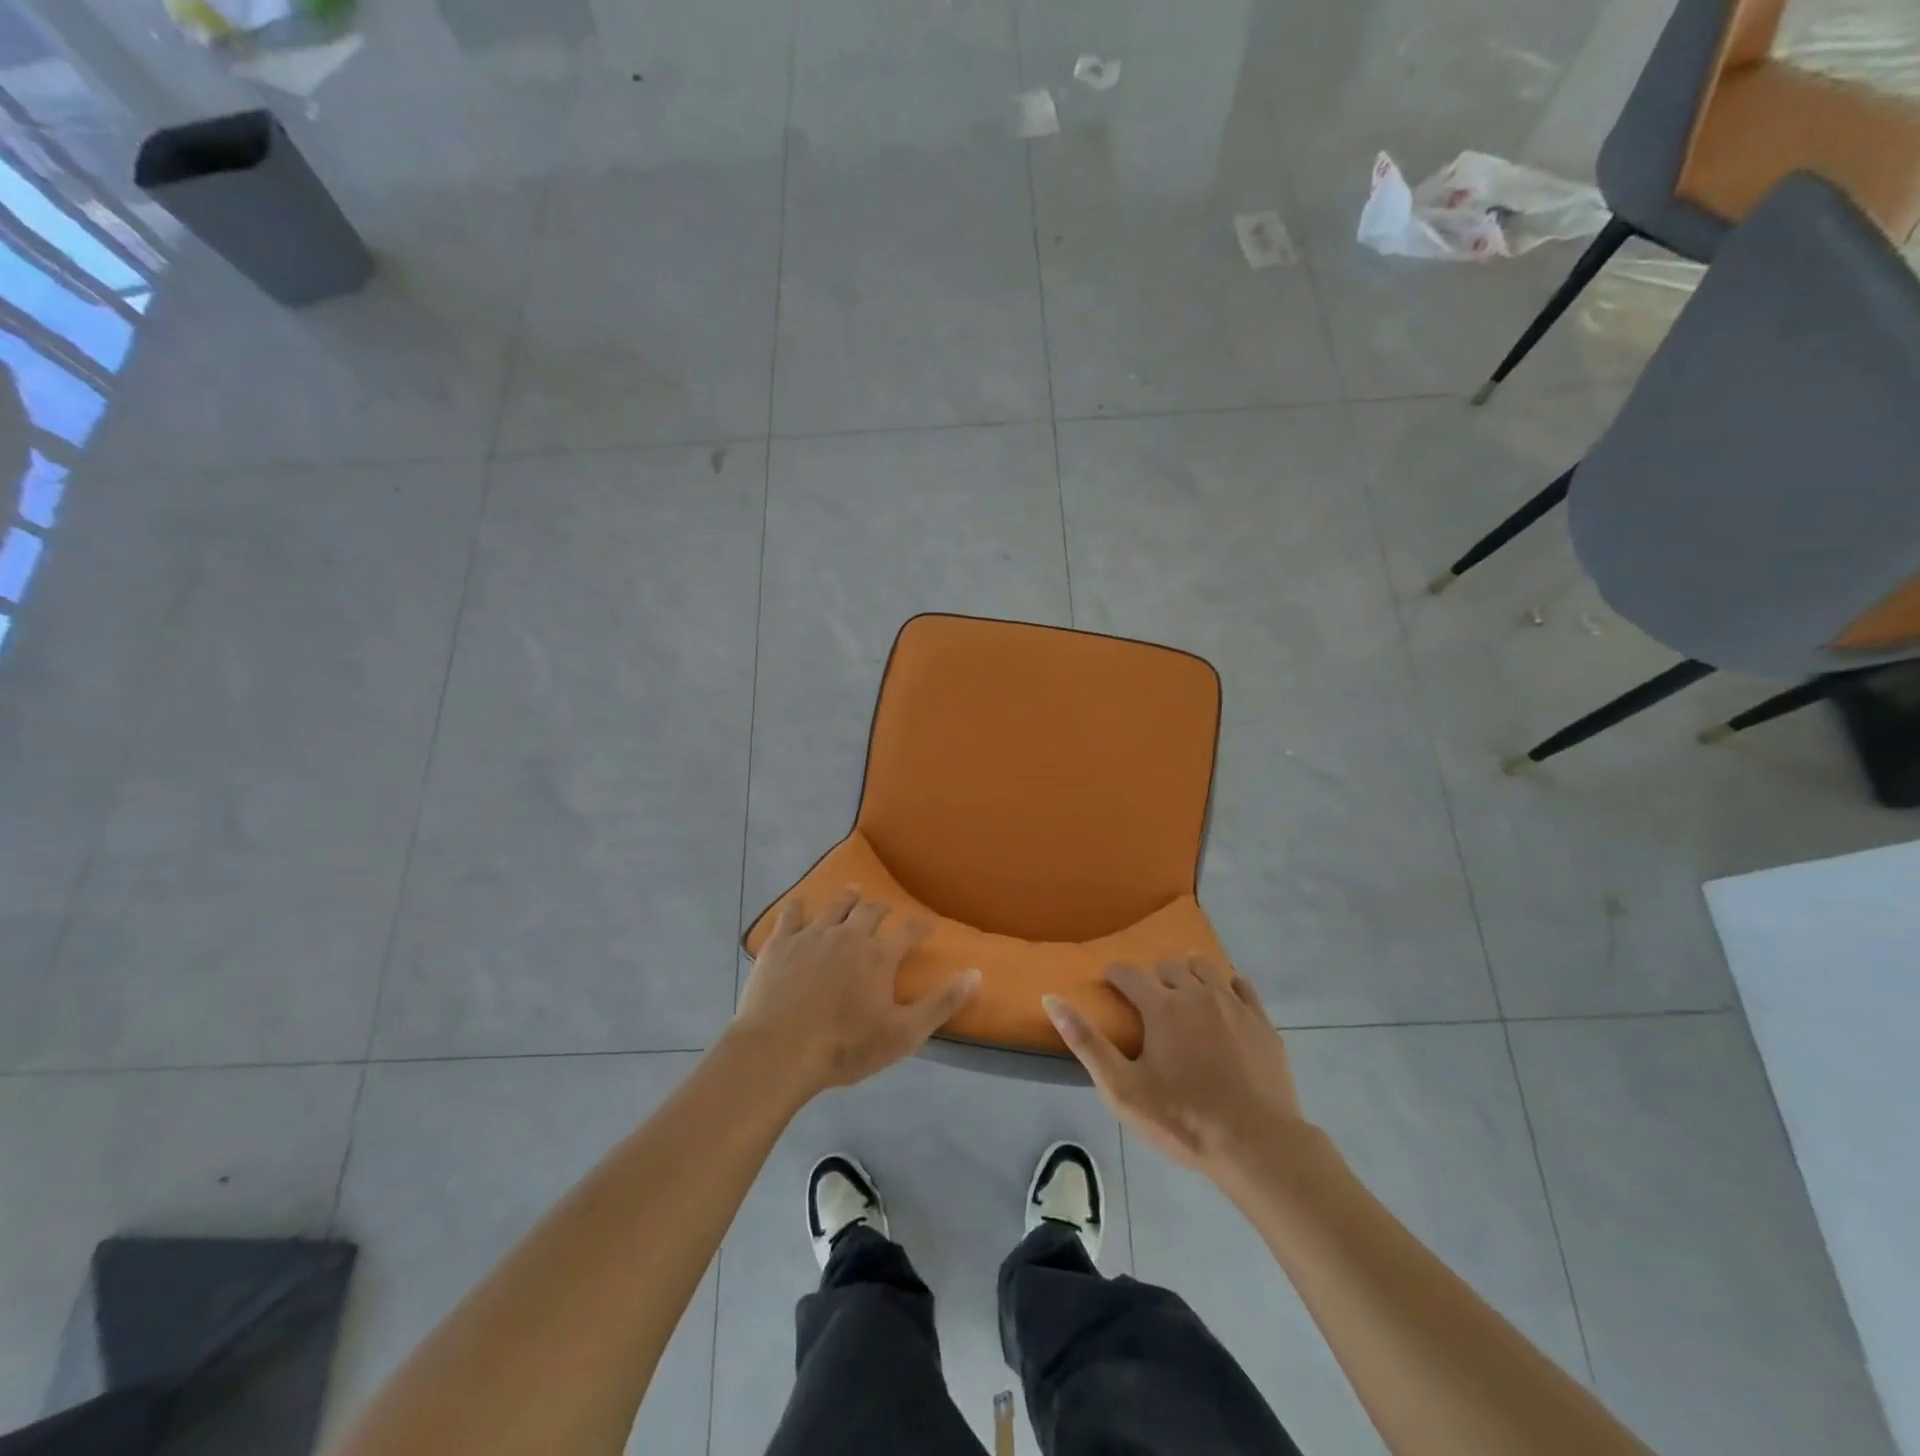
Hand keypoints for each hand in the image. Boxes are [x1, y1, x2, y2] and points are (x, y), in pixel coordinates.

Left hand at [735, 890, 979, 1098]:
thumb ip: (942, 1003)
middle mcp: (849, 935)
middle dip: (881, 907)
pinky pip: (790, 915)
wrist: (779, 1050)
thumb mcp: (904, 1034)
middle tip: (885, 907)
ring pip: (834, 907)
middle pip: (869, 911)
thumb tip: (977, 973)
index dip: (921, 926)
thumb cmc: (845, 1046)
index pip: (909, 931)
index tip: (929, 923)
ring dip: (846, 898)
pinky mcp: (780, 944)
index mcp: (879, 956)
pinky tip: (798, 903)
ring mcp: (812, 935)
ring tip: (852, 891)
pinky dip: (797, 907)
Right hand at [1045, 957, 1302, 1175]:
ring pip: (1205, 968)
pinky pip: (1242, 985)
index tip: (1109, 984)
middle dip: (1153, 976)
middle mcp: (1196, 993)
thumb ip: (1086, 1042)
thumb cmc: (1183, 1119)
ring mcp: (1233, 1004)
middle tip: (1148, 1001)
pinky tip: (1223, 1004)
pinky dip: (1227, 986)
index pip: (1128, 973)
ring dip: (1189, 974)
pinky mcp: (1262, 1021)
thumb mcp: (1122, 1089)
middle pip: (1169, 966)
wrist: (1257, 1144)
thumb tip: (1051, 999)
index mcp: (1161, 1006)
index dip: (1114, 975)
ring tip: (1184, 996)